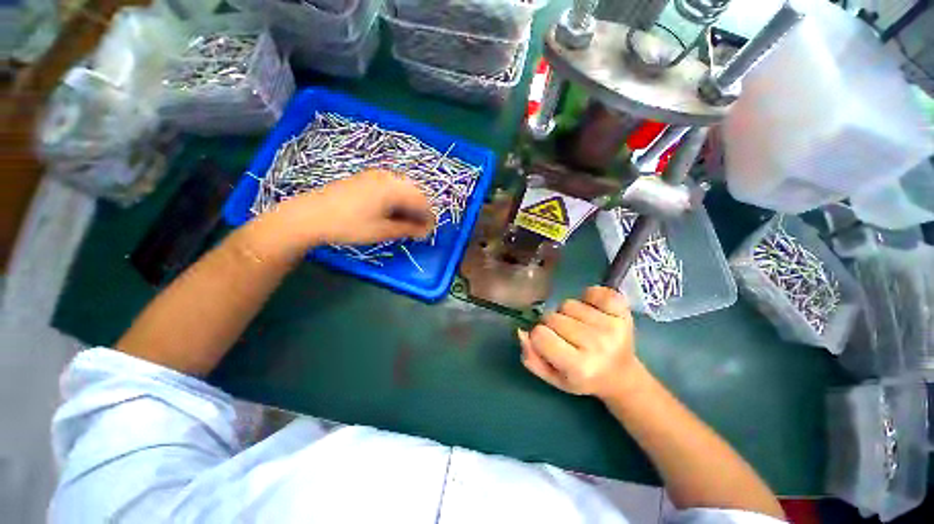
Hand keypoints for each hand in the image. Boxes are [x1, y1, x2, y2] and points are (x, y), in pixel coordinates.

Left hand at [276, 169, 434, 245]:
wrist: (309, 215)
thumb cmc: (349, 225)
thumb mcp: (382, 231)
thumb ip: (408, 229)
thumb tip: (425, 231)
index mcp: (395, 188)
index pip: (422, 201)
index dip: (429, 217)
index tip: (428, 231)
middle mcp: (388, 176)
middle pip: (415, 192)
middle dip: (419, 210)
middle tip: (417, 228)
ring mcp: (375, 175)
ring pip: (403, 188)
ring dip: (408, 204)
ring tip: (404, 221)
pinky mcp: (366, 177)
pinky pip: (391, 186)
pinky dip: (397, 199)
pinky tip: (391, 211)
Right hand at [518, 286, 640, 399]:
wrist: (621, 375)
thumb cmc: (583, 378)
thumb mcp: (553, 377)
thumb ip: (532, 358)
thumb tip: (521, 332)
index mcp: (579, 367)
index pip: (540, 335)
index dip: (539, 337)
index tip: (548, 343)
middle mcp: (598, 345)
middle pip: (552, 317)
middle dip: (552, 325)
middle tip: (565, 337)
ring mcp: (612, 326)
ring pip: (568, 303)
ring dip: (568, 313)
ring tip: (579, 326)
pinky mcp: (623, 312)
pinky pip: (593, 291)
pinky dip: (588, 297)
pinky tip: (592, 311)